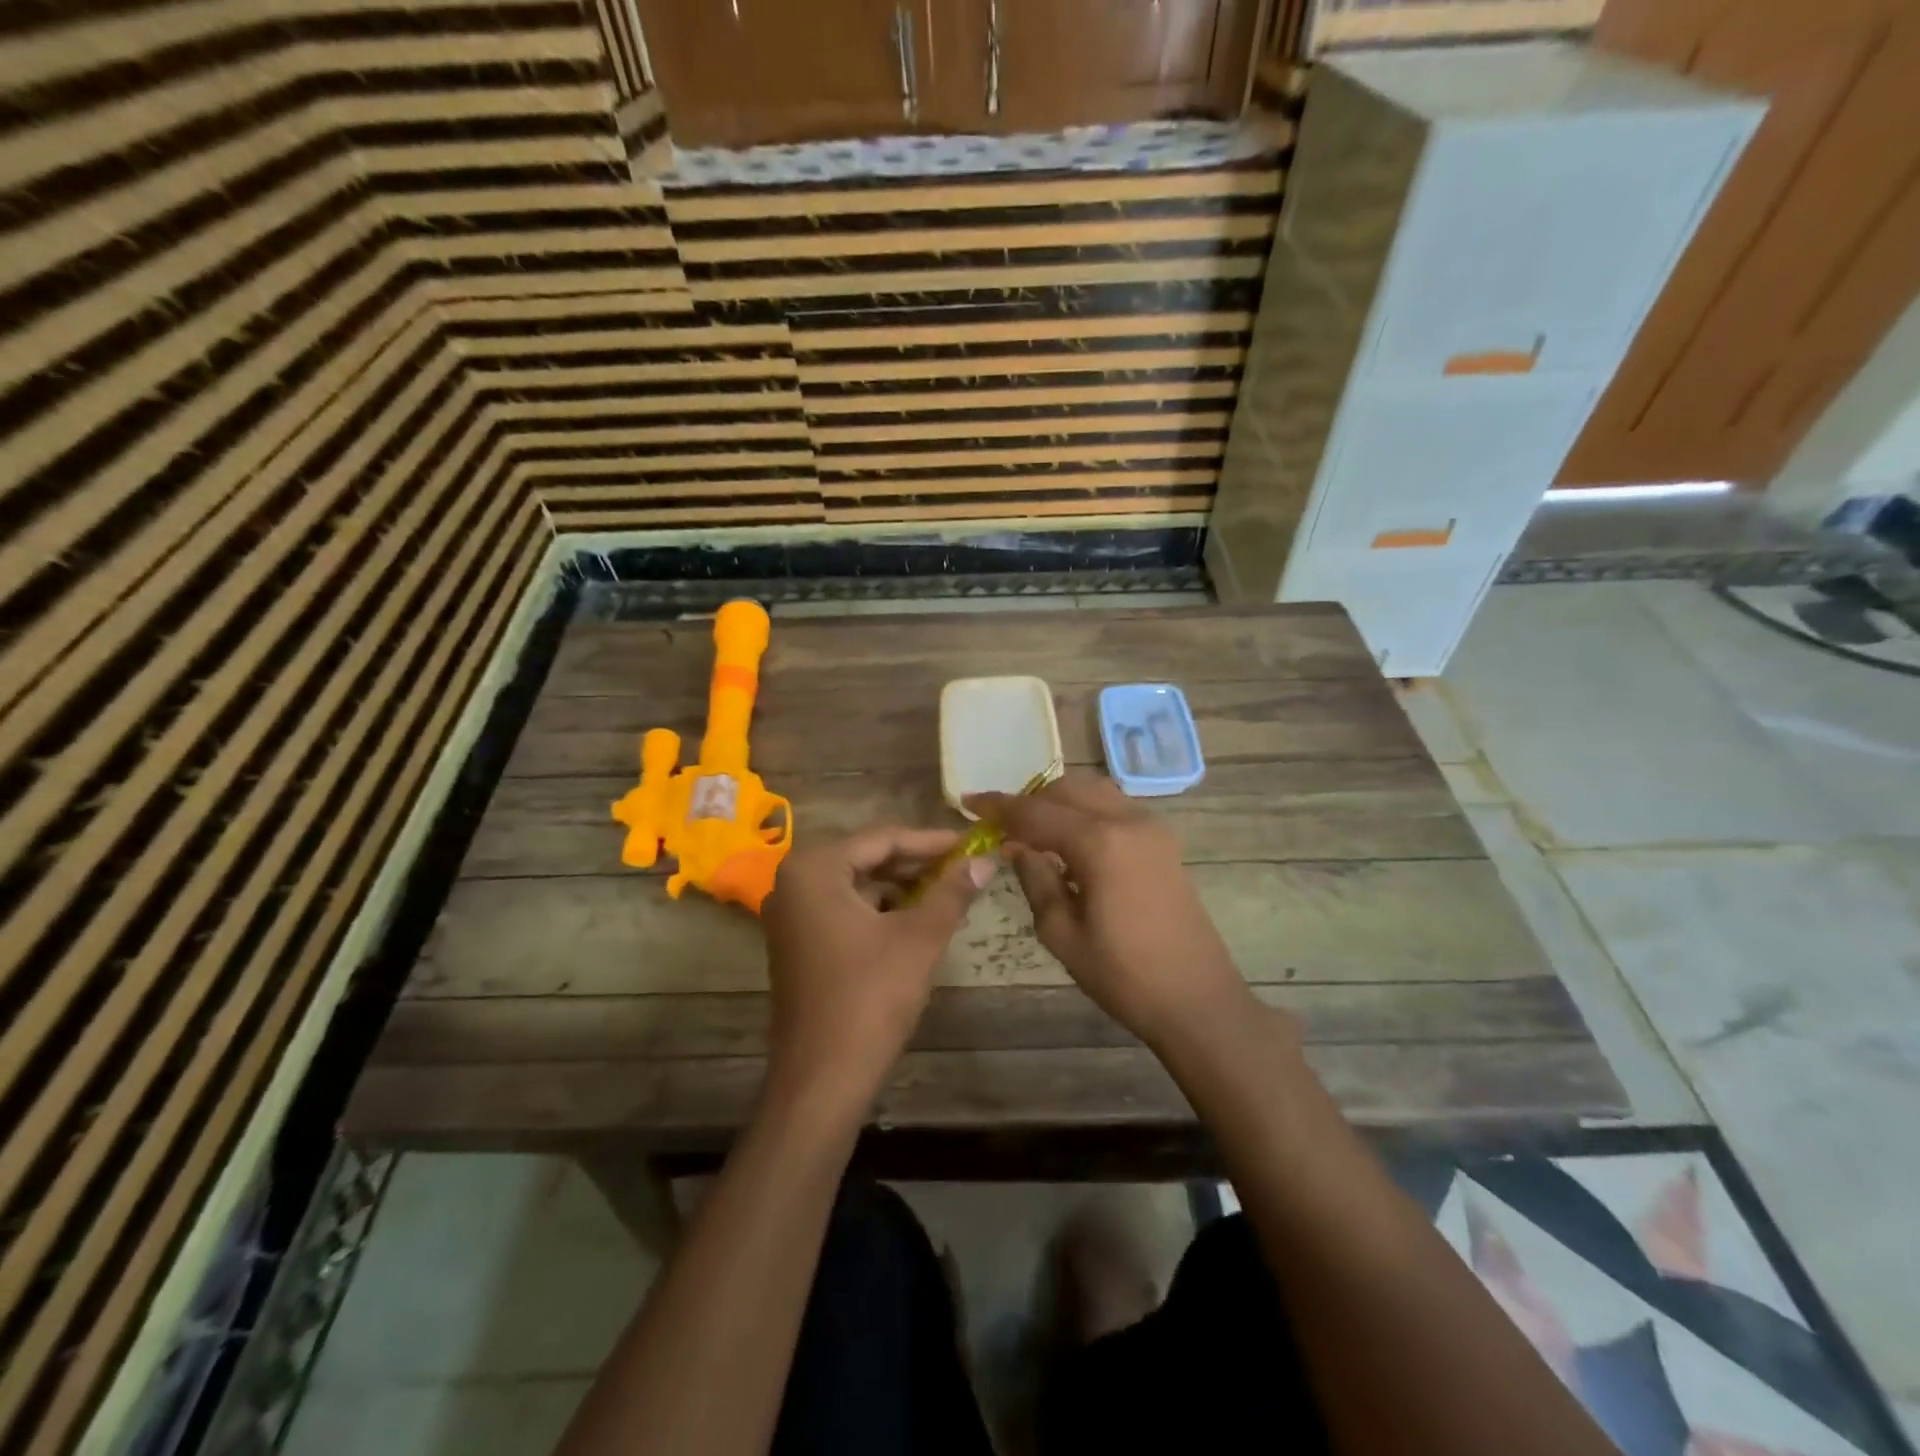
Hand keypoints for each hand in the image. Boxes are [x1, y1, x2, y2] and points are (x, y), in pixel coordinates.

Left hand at [759, 827, 991, 1116]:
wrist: (822, 1079)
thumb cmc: (870, 997)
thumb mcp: (919, 937)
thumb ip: (952, 892)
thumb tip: (984, 861)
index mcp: (813, 869)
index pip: (882, 838)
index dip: (930, 841)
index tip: (970, 843)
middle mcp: (793, 883)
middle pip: (866, 858)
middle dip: (916, 863)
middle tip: (963, 866)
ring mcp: (791, 915)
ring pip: (856, 885)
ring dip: (900, 887)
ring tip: (947, 892)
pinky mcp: (797, 943)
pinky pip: (844, 910)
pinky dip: (880, 911)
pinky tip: (916, 919)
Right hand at [969, 774, 1258, 1053]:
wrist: (1196, 999)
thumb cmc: (1123, 975)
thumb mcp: (1062, 933)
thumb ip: (1035, 879)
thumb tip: (1018, 848)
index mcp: (1099, 842)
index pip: (1036, 811)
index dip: (999, 806)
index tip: (969, 803)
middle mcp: (1128, 820)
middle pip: (1068, 789)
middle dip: (1031, 801)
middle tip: (1003, 826)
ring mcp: (1152, 827)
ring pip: (1094, 792)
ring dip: (1060, 803)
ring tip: (1035, 832)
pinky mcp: (1164, 842)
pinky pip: (1115, 808)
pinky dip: (1086, 813)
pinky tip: (1071, 845)